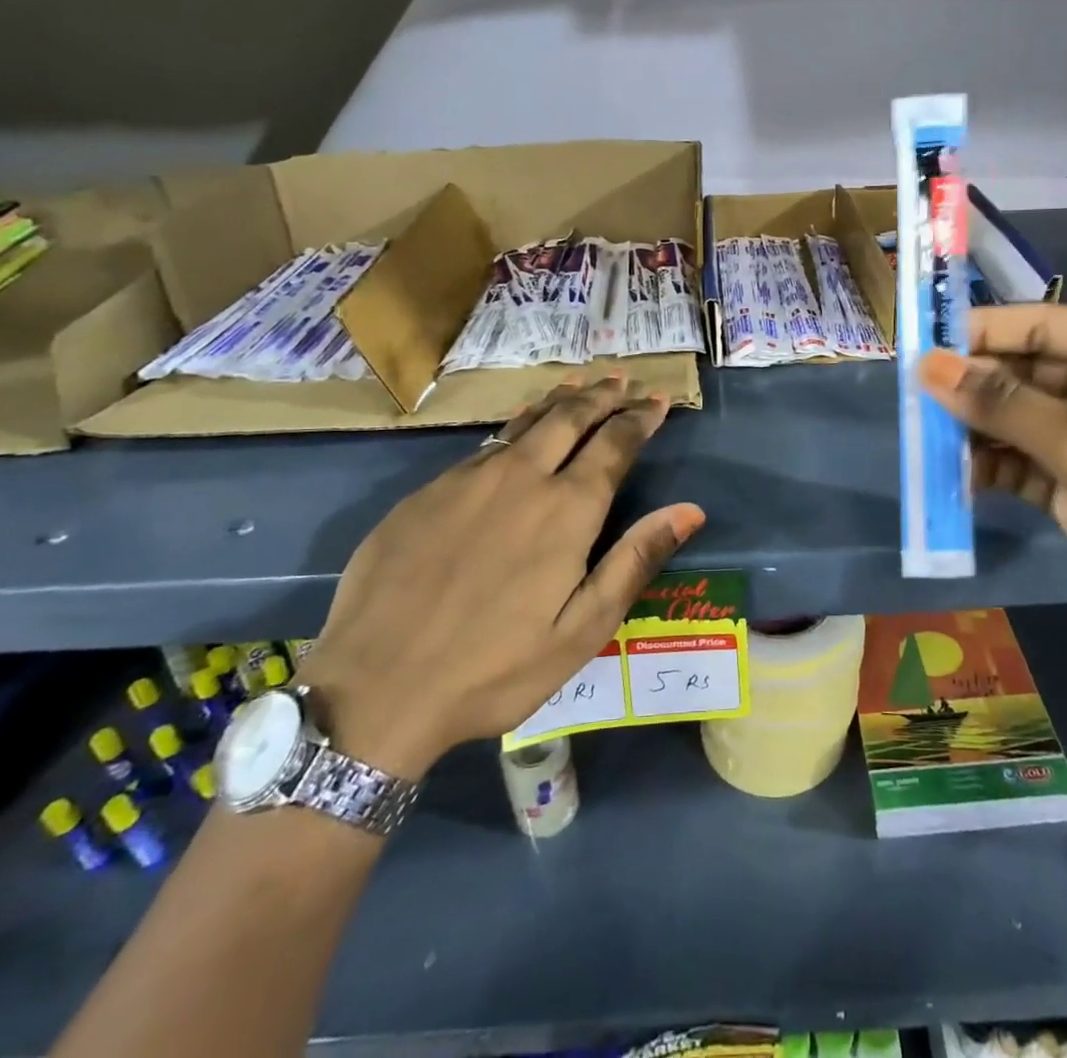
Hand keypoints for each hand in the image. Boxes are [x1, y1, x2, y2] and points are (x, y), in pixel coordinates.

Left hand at [298, 374, 703, 778]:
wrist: (376, 688)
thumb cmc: (495, 667)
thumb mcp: (582, 629)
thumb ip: (636, 560)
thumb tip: (691, 509)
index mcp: (567, 509)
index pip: (614, 444)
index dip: (640, 418)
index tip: (657, 399)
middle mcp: (521, 478)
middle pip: (570, 418)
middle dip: (602, 395)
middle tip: (621, 377)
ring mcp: (468, 479)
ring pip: (525, 422)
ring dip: (559, 400)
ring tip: (579, 382)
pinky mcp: (426, 492)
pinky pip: (484, 445)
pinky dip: (514, 426)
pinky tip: (516, 427)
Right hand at [919, 306, 1066, 731]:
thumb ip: (1001, 402)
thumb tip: (926, 365)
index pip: (1041, 324)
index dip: (979, 332)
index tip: (917, 344)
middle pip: (1024, 370)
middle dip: (971, 386)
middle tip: (912, 400)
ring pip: (1015, 417)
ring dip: (973, 429)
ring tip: (924, 441)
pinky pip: (1019, 460)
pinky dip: (988, 466)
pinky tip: (955, 477)